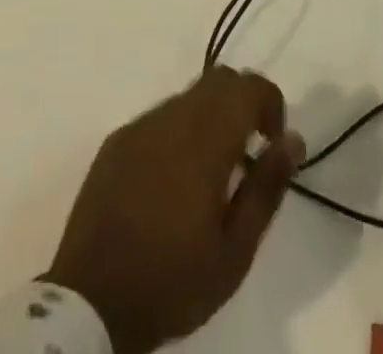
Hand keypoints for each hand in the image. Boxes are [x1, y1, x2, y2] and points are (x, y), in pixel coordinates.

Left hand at [45, 68, 301, 353]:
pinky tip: (173, 181)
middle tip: (247, 155)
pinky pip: (160, 117)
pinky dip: (180, 131)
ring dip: (211, 118)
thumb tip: (292, 138)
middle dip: (243, 103)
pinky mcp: (117, 140)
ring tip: (211, 174)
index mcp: (205, 139)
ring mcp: (140, 125)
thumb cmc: (172, 281)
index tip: (272, 143)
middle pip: (219, 80)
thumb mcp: (235, 251)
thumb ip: (266, 188)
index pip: (248, 86)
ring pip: (189, 96)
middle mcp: (172, 117)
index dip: (270, 102)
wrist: (89, 303)